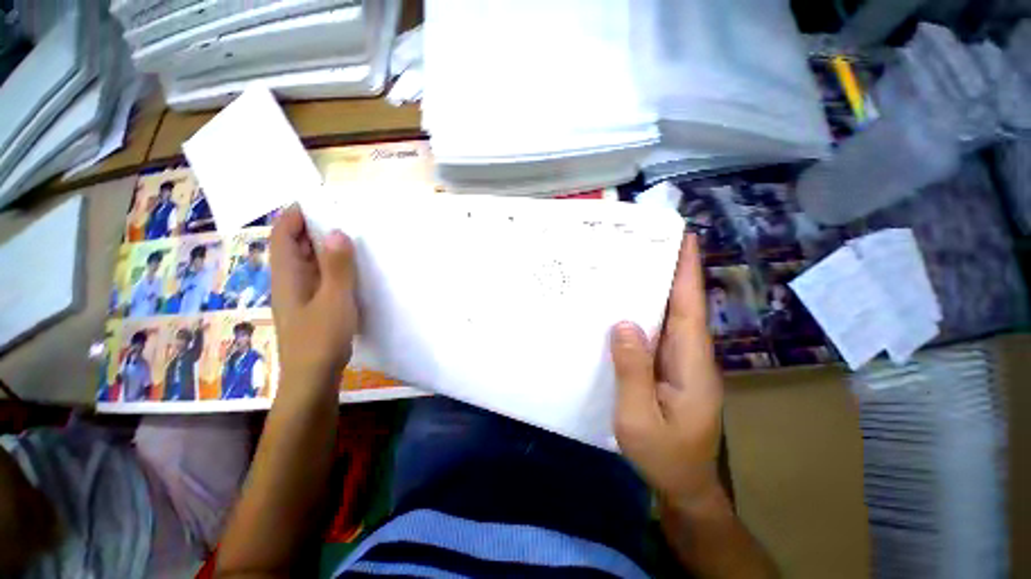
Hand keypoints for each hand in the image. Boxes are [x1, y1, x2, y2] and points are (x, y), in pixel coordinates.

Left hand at [270, 205, 358, 385]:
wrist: (313, 377)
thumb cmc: (321, 338)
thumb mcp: (334, 300)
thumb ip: (337, 267)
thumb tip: (337, 232)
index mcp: (287, 276)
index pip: (283, 236)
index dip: (294, 215)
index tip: (315, 199)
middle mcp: (288, 281)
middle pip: (293, 245)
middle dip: (310, 227)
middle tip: (338, 215)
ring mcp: (299, 294)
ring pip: (306, 261)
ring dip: (321, 246)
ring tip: (346, 235)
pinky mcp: (311, 305)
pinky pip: (317, 275)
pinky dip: (329, 264)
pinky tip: (348, 267)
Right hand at [611, 234, 723, 505]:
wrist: (684, 484)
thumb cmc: (665, 456)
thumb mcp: (640, 418)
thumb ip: (633, 372)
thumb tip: (624, 324)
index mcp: (692, 365)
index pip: (691, 309)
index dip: (688, 273)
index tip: (685, 239)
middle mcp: (691, 357)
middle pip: (683, 306)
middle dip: (673, 272)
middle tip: (650, 243)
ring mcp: (681, 363)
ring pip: (672, 317)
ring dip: (659, 289)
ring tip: (636, 264)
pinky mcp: (669, 369)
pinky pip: (659, 333)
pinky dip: (648, 313)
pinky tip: (628, 305)